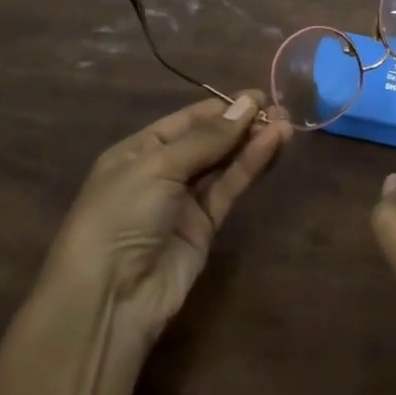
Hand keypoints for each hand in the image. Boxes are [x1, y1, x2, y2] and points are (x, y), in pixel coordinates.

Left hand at [42, 92, 291, 349]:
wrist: (109, 298)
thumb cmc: (120, 215)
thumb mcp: (158, 166)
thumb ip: (206, 139)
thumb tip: (246, 105)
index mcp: (137, 151)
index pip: (186, 121)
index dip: (221, 108)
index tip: (257, 96)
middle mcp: (161, 172)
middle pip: (208, 141)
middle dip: (241, 124)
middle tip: (279, 109)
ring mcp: (183, 202)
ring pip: (224, 164)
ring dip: (252, 143)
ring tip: (286, 124)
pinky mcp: (204, 228)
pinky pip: (229, 189)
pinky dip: (250, 167)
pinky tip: (272, 146)